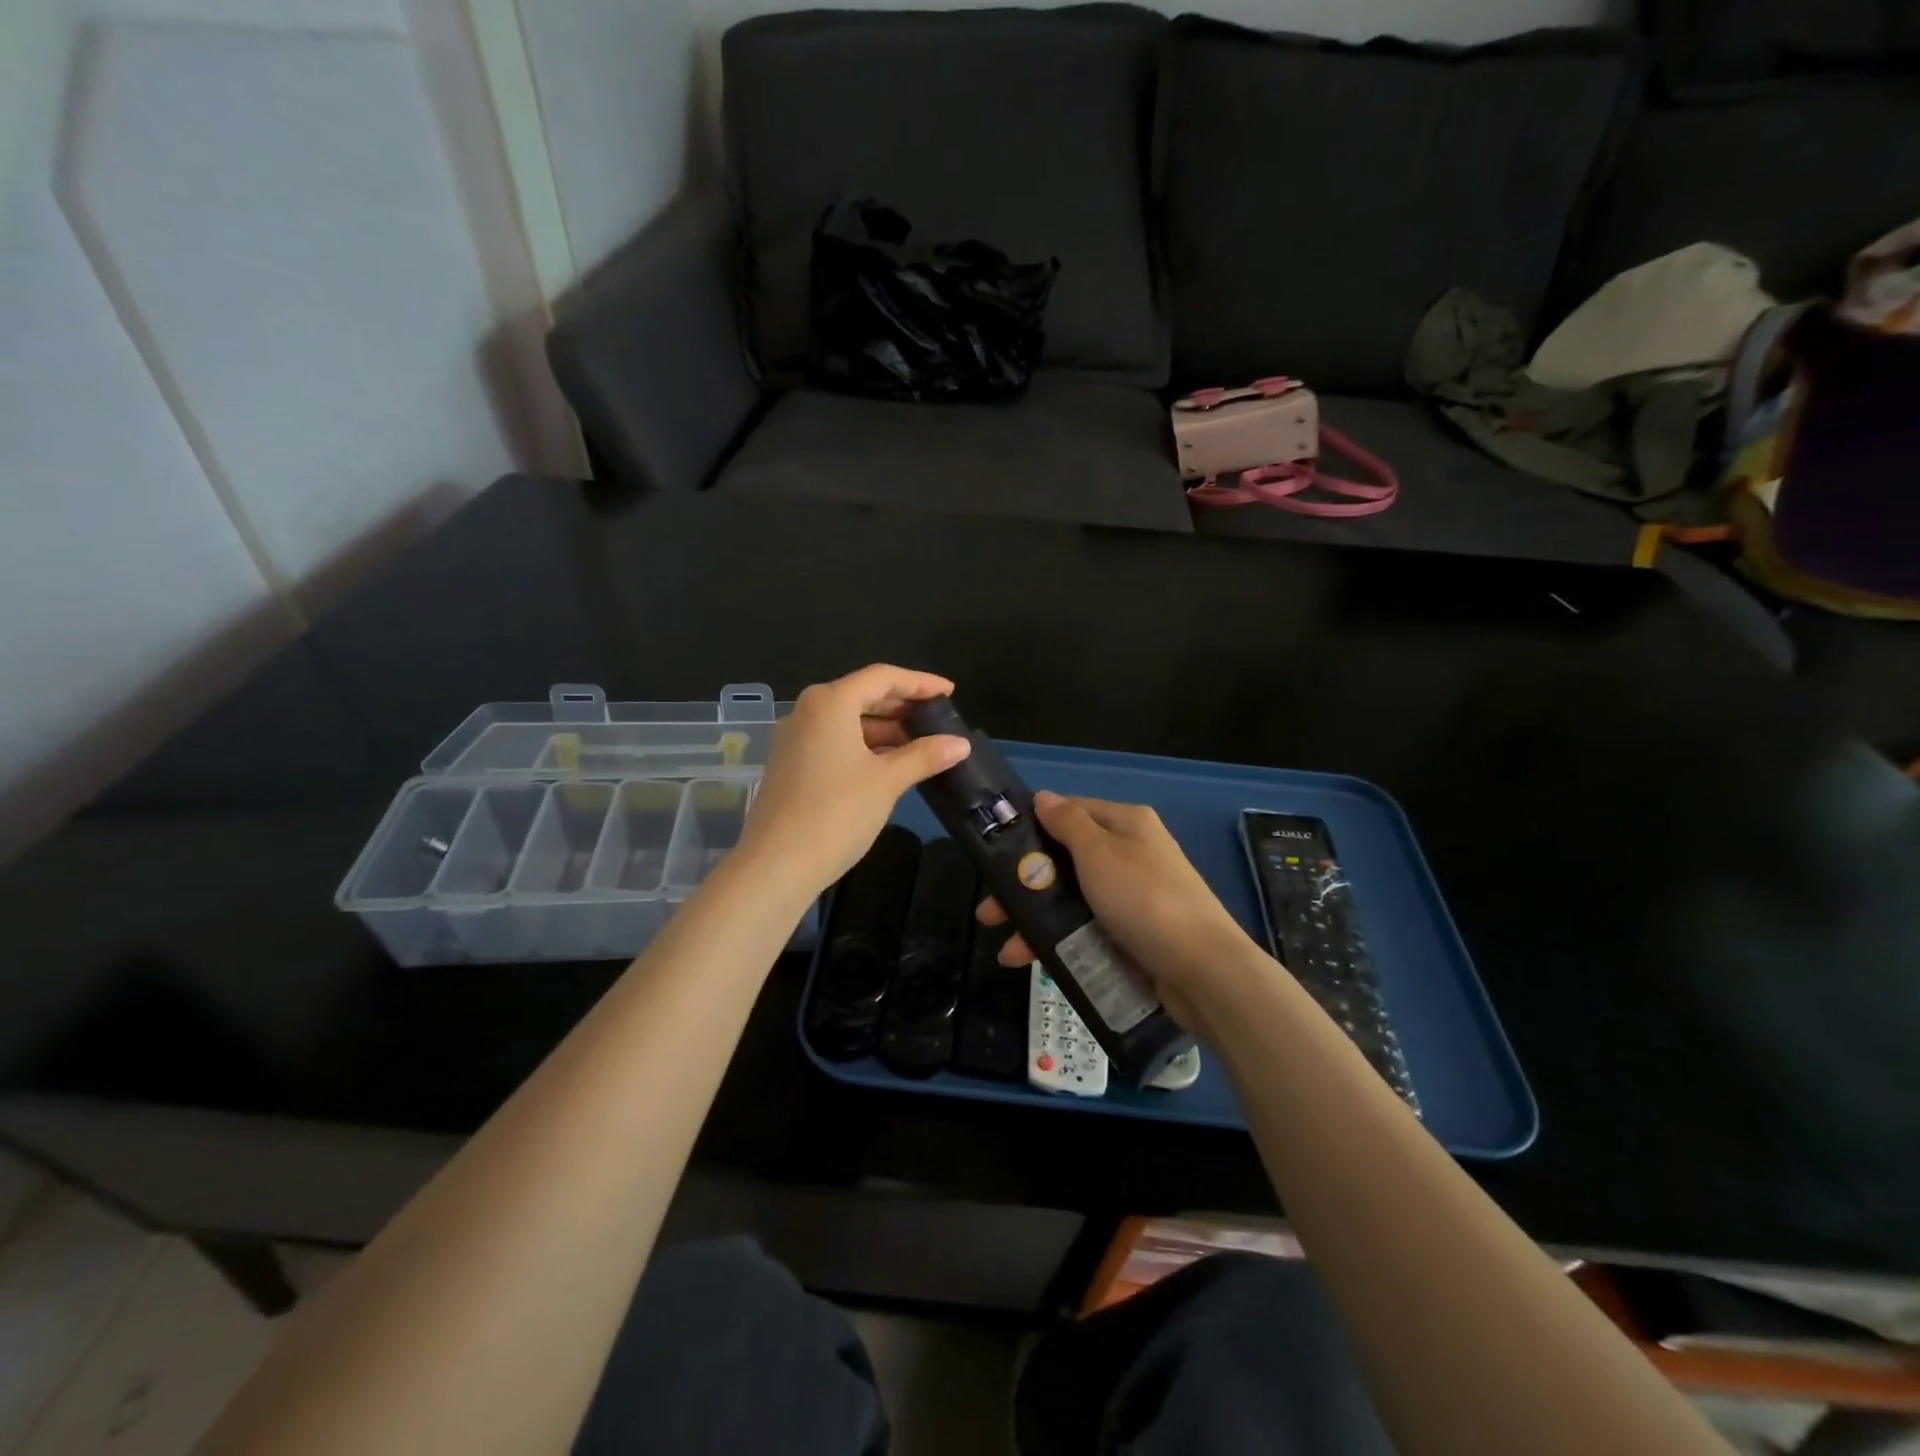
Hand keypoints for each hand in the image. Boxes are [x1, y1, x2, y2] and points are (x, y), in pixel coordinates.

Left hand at [735, 665, 969, 899]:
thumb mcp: (887, 782)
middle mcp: (808, 711)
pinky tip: (890, 764)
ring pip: (848, 720)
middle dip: (902, 706)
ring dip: (885, 729)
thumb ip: (924, 756)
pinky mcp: (791, 764)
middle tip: (938, 718)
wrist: (776, 866)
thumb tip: (962, 744)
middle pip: (863, 695)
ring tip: (922, 744)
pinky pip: (835, 741)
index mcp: (830, 702)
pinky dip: (864, 746)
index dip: (920, 682)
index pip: (883, 677)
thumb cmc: (836, 813)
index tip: (949, 692)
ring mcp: (795, 738)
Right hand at [979, 792, 1260, 1032]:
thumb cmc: (1144, 899)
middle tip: (990, 910)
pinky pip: (1087, 929)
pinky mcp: (1134, 933)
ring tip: (1006, 947)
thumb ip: (1067, 823)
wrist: (1203, 970)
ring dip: (1036, 919)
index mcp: (1126, 824)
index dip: (1034, 828)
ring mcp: (1133, 896)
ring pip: (1072, 899)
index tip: (996, 851)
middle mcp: (1130, 853)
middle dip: (1026, 884)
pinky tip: (1030, 959)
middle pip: (1066, 860)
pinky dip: (1059, 940)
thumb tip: (1043, 797)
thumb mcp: (1099, 853)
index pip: (1071, 812)